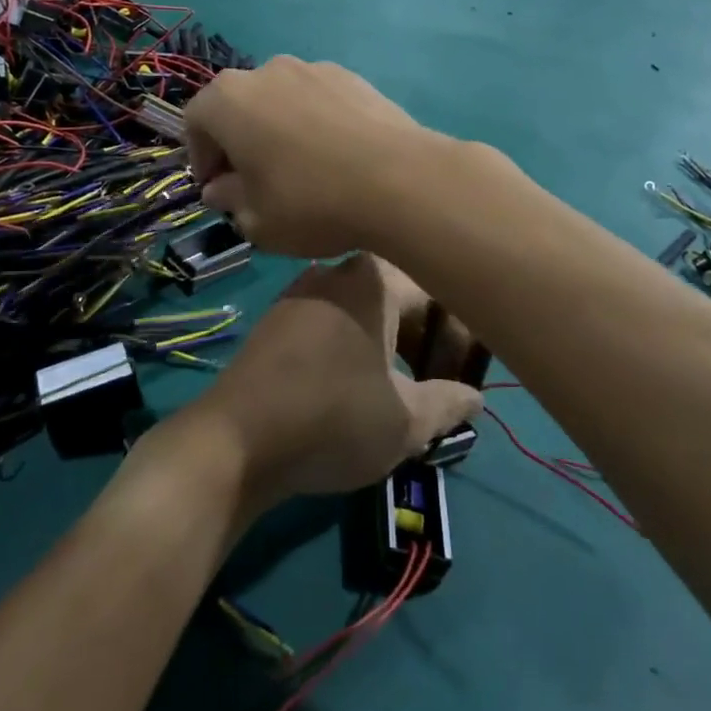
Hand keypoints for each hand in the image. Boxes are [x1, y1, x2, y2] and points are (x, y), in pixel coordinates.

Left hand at [175, 254, 481, 510]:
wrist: (237, 439)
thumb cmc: (333, 419)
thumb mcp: (407, 421)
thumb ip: (449, 403)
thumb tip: (474, 395)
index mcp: (373, 280)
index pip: (437, 291)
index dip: (459, 334)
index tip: (465, 373)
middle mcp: (334, 270)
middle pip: (396, 294)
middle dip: (422, 336)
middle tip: (436, 379)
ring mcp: (297, 292)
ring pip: (360, 306)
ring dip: (385, 340)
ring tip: (398, 384)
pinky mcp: (274, 319)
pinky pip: (328, 320)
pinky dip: (350, 343)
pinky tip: (351, 382)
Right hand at [182, 57, 443, 257]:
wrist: (400, 180)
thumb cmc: (310, 202)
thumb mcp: (255, 219)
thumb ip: (228, 200)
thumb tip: (220, 189)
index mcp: (228, 99)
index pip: (195, 122)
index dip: (200, 158)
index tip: (217, 189)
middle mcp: (265, 71)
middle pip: (237, 105)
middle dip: (237, 141)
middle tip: (252, 180)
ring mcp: (312, 68)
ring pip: (279, 100)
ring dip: (276, 128)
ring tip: (298, 167)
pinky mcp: (352, 76)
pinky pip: (316, 99)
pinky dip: (313, 122)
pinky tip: (334, 156)